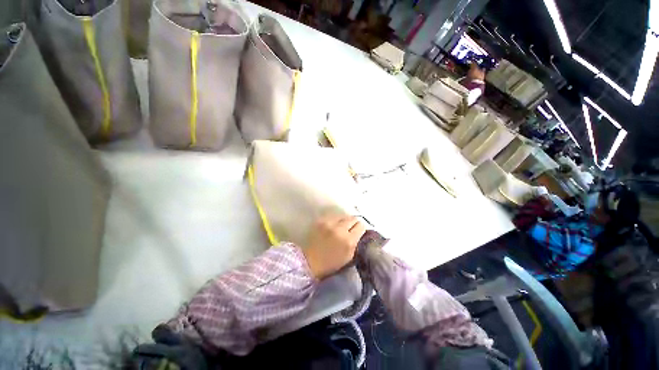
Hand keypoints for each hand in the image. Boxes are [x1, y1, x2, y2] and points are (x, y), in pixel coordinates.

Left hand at [303, 215, 366, 279]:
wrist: (309, 261)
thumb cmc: (331, 263)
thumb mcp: (349, 256)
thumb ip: (355, 242)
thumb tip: (358, 231)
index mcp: (348, 241)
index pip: (361, 225)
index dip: (361, 228)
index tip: (359, 231)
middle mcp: (340, 229)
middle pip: (353, 218)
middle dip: (354, 223)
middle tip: (351, 228)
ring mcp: (329, 223)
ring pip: (343, 215)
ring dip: (344, 221)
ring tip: (342, 227)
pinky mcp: (321, 220)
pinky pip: (333, 216)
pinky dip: (335, 220)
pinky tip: (333, 226)